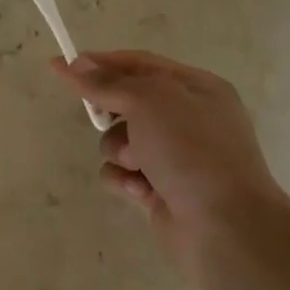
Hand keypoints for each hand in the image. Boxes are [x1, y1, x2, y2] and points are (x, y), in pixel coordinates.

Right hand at [53, 51, 289, 289]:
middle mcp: (187, 119)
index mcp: (196, 88)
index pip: (140, 64)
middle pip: (128, 102)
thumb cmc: (192, 150)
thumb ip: (109, 83)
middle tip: (98, 117)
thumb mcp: (150, 101)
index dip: (102, 63)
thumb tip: (75, 64)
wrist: (225, 226)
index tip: (64, 66)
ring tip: (137, 164)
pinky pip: (123, 174)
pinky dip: (123, 179)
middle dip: (112, 112)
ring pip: (120, 140)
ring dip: (119, 150)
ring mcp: (174, 156)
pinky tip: (139, 190)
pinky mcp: (159, 190)